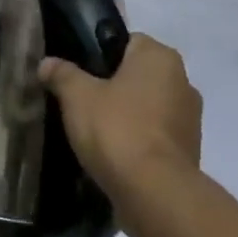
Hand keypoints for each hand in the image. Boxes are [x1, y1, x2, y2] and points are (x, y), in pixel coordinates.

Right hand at [42, 35, 201, 207]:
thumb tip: (47, 63)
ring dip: (127, 114)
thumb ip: (62, 74)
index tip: (78, 72)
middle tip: (81, 100)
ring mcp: (190, 119)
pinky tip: (113, 153)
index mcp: (160, 57)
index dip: (99, 54)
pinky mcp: (189, 152)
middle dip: (113, 86)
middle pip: (138, 75)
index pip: (126, 41)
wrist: (155, 194)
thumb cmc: (117, 129)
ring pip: (148, 106)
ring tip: (94, 130)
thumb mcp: (77, 96)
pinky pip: (155, 135)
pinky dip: (138, 140)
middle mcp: (183, 81)